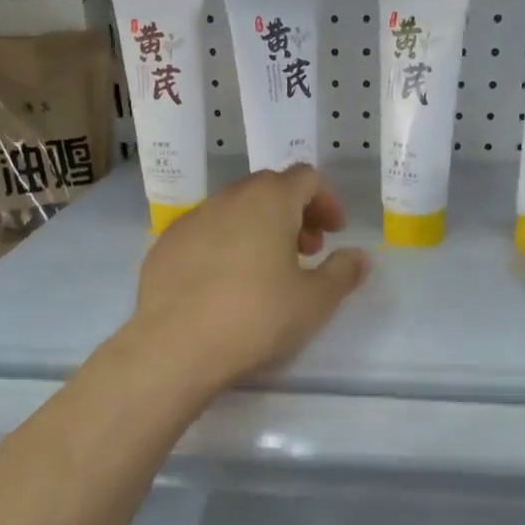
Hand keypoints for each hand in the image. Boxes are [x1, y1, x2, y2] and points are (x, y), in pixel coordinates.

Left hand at [129, 165, 369, 393]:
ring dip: (258, 229)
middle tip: (305, 252)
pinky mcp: (164, 246)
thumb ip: (343, 272)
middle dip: (293, 213)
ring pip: (234, 210)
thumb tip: (359, 256)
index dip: (326, 201)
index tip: (335, 233)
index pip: (306, 178)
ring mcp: (191, 220)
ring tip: (265, 271)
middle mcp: (228, 199)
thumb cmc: (257, 318)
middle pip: (268, 189)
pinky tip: (225, 285)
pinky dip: (224, 246)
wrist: (176, 347)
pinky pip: (204, 234)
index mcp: (269, 201)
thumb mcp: (315, 301)